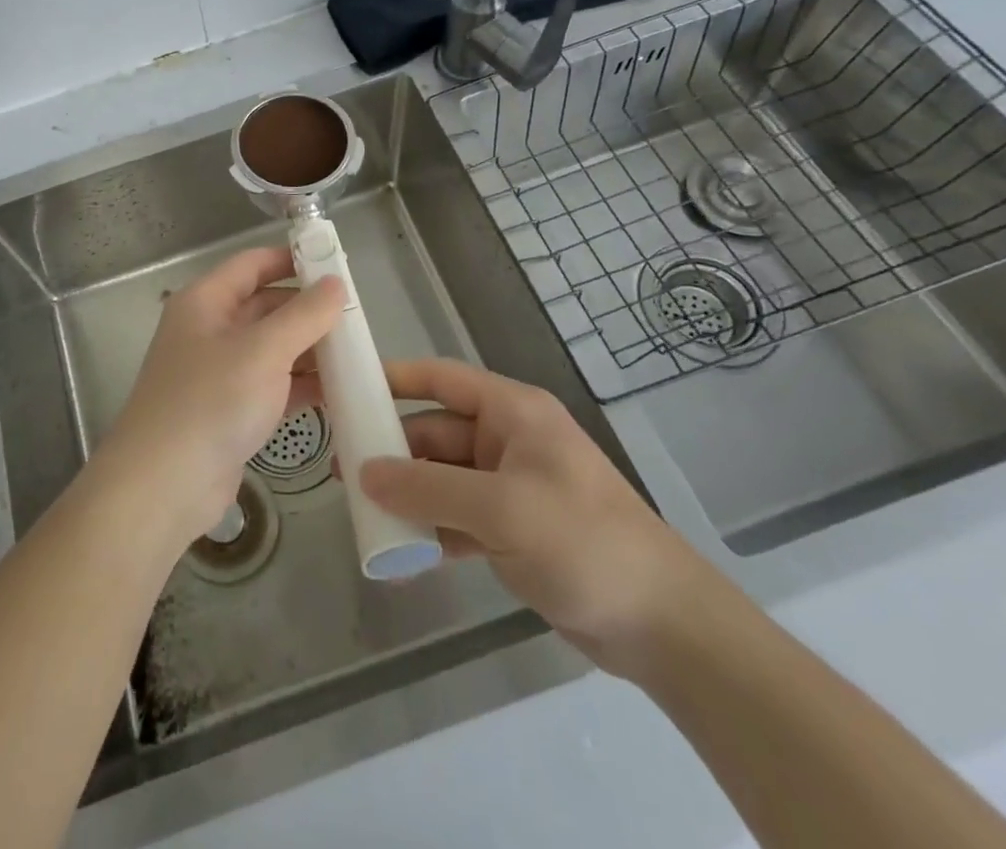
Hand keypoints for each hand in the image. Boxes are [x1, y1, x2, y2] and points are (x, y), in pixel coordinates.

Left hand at [98, 246, 341, 542]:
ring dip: (310, 351)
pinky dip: (302, 386)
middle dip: (308, 311)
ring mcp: (219, 373)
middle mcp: (210, 330)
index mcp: (206, 302)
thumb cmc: (211, 402)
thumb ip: (304, 315)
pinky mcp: (230, 411)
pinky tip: (340, 393)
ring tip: (358, 355)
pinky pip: (272, 386)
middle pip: (265, 307)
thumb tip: (336, 283)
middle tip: (358, 317)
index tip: (337, 264)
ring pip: (272, 349)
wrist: (163, 486)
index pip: (252, 264)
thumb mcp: (263, 350)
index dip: (292, 259)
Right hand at [359, 358, 716, 676]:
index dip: (394, 379)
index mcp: (512, 413)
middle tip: (342, 467)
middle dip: (391, 448)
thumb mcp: (502, 509)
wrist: (663, 627)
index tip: (347, 388)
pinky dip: (430, 528)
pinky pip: (456, 517)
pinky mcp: (511, 530)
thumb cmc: (584, 542)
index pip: (441, 379)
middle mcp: (507, 441)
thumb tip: (364, 472)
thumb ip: (429, 487)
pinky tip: (399, 549)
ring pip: (442, 477)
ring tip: (359, 508)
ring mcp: (509, 486)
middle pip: (435, 431)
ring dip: (406, 492)